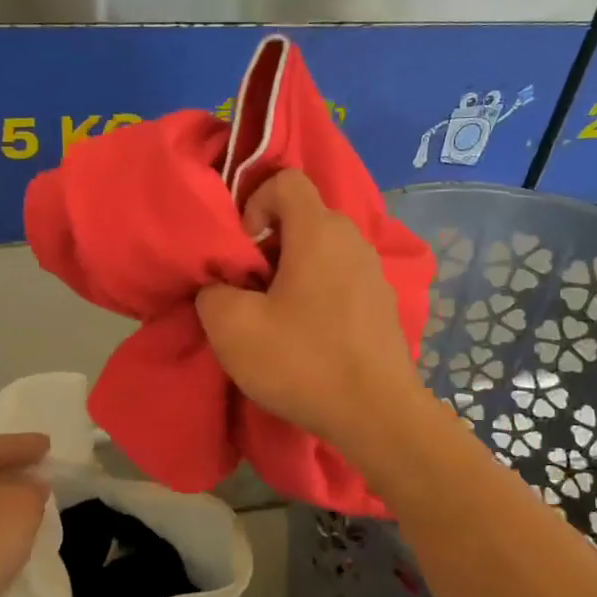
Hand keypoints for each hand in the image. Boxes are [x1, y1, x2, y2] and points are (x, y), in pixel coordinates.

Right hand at [196, 170, 424, 455]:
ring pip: (322, 251)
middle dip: (268, 245)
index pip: (286, 180)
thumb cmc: (302, 361)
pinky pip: (341, 279)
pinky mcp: (383, 304)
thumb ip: (213, 291)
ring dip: (292, 272)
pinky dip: (317, 293)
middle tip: (249, 289)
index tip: (242, 251)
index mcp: (319, 231)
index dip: (254, 203)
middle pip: (303, 218)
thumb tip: (222, 286)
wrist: (377, 415)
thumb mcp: (232, 327)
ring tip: (274, 317)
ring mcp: (374, 272)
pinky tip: (307, 337)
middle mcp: (353, 240)